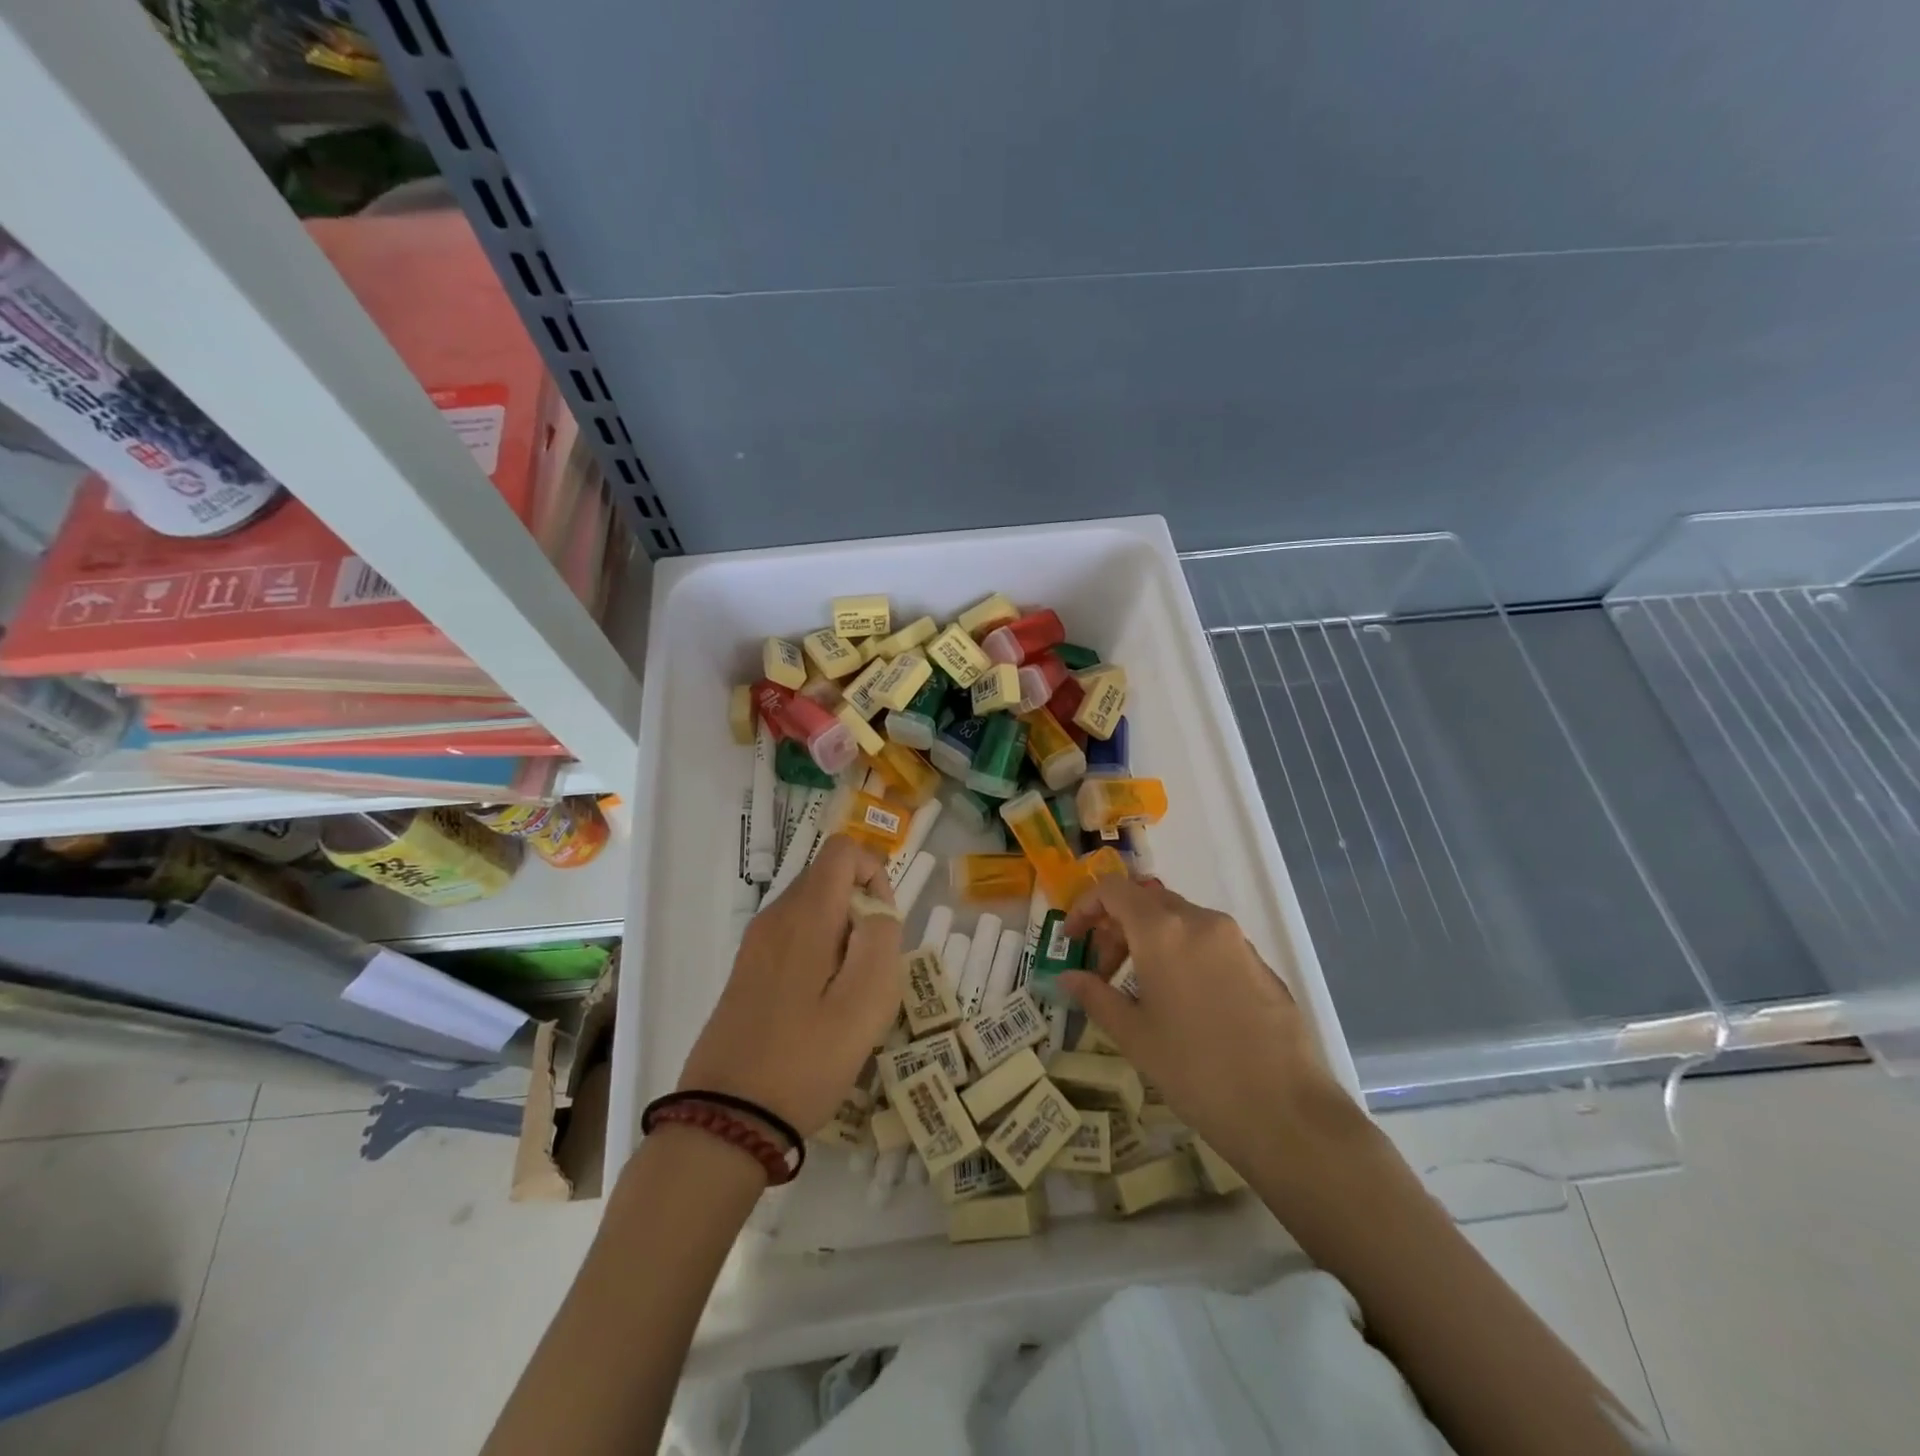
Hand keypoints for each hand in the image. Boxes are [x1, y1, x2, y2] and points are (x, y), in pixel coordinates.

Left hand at [677, 835, 901, 1137]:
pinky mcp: (747, 970)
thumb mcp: (865, 1004)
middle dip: (861, 908)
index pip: (843, 851)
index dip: (874, 873)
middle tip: (871, 968)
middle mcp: (775, 917)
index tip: (883, 925)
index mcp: (804, 916)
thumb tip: (877, 909)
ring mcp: (756, 944)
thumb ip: (881, 941)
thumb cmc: (805, 1060)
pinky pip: (794, 936)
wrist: (726, 1120)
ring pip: (812, 908)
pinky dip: (819, 952)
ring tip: (849, 993)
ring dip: (842, 934)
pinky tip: (821, 1006)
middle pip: (827, 878)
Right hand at [1057, 876, 1346, 1169]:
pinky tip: (1184, 1003)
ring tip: (1141, 990)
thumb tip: (1066, 977)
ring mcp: (1235, 940)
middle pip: (1146, 901)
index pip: (1113, 889)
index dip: (1085, 907)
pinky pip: (1208, 941)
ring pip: (1179, 920)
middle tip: (1104, 971)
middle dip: (1116, 926)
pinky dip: (1182, 953)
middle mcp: (1200, 921)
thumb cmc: (1195, 1071)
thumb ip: (1095, 996)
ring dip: (1149, 940)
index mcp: (1163, 931)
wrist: (1286, 1112)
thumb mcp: (1134, 1036)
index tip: (1073, 941)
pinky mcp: (1260, 963)